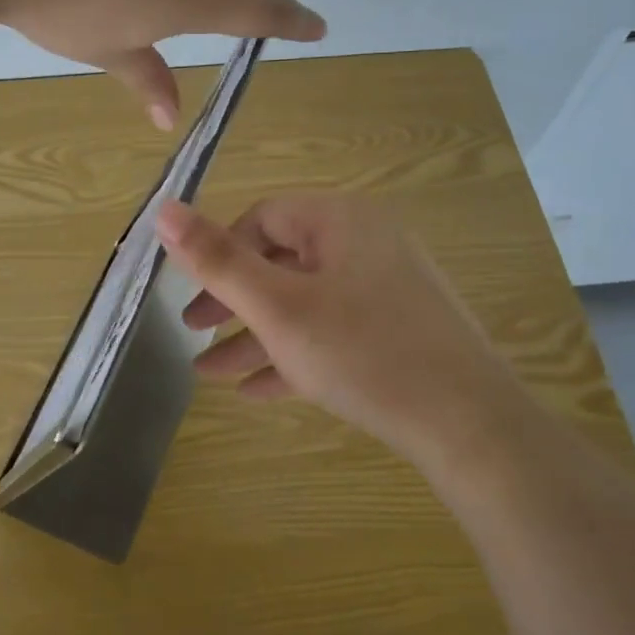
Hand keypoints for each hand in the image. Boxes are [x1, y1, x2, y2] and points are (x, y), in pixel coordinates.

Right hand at [154, 195, 529, 471]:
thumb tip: (164, 209)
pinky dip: (295, 354)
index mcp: (341, 221)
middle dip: (232, 302)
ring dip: (256, 336)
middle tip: (195, 334)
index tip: (196, 297)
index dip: (222, 254)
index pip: (263, 217)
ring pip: (304, 304)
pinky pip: (334, 332)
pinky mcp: (399, 331)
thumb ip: (218, 260)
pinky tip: (257, 391)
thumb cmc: (363, 353)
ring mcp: (387, 289)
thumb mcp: (278, 308)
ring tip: (210, 374)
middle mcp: (367, 243)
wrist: (470, 425)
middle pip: (281, 262)